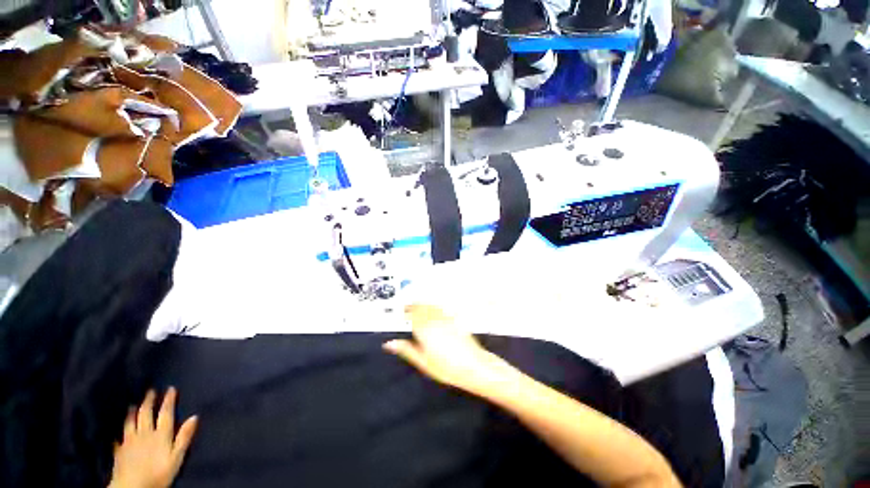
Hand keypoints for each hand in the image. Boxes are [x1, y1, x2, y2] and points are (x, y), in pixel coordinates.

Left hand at [109, 388, 197, 487]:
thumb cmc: (159, 473)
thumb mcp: (176, 457)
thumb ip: (184, 437)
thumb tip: (195, 416)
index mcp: (161, 434)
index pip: (166, 413)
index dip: (168, 400)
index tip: (170, 388)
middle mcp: (145, 433)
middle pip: (146, 414)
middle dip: (149, 401)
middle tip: (151, 390)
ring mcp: (130, 441)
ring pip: (130, 422)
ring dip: (133, 412)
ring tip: (133, 404)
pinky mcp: (119, 451)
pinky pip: (119, 436)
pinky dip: (119, 430)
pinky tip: (117, 430)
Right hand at [383, 304, 517, 394]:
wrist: (472, 365)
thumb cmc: (446, 367)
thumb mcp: (423, 362)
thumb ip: (406, 349)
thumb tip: (389, 343)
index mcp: (424, 329)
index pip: (412, 312)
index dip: (406, 310)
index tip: (402, 311)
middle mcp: (434, 319)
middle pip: (422, 306)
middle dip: (414, 305)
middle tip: (409, 310)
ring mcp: (446, 317)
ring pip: (431, 305)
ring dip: (424, 305)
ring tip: (420, 309)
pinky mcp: (455, 319)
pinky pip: (441, 308)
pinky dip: (435, 308)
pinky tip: (435, 313)